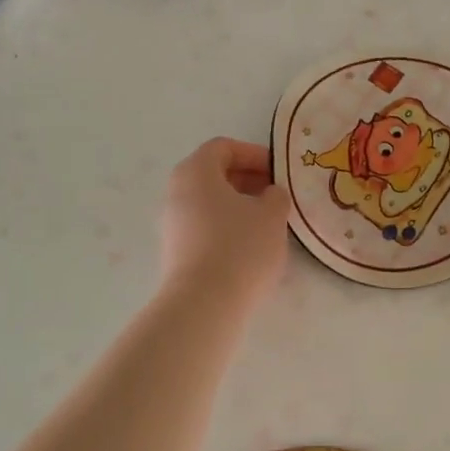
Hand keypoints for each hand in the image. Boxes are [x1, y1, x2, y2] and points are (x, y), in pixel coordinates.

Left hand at [160, 138, 289, 305]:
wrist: (204, 303)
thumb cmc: (240, 247)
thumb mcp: (272, 215)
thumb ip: (276, 196)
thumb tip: (269, 194)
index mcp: (196, 172)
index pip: (223, 147)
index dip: (253, 154)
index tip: (278, 172)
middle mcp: (176, 192)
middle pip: (213, 174)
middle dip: (247, 180)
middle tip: (276, 195)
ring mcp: (172, 223)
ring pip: (209, 202)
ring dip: (238, 206)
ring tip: (267, 223)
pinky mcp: (175, 251)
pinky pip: (204, 227)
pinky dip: (227, 227)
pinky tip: (249, 246)